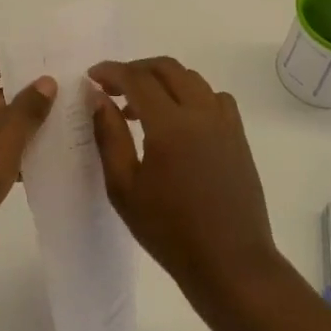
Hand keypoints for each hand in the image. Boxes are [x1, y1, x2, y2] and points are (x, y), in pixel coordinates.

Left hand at [0, 48, 55, 268]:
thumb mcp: (9, 131)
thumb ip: (31, 103)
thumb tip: (46, 81)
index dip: (14, 60)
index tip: (43, 68)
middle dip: (20, 95)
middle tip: (56, 100)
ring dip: (14, 126)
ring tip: (52, 130)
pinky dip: (1, 150)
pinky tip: (31, 164)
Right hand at [88, 57, 283, 302]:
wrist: (230, 262)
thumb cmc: (169, 231)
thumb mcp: (124, 188)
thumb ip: (109, 136)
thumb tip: (99, 98)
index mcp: (170, 125)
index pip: (137, 78)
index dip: (112, 71)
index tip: (92, 76)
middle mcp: (201, 112)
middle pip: (167, 68)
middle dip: (136, 69)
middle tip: (113, 87)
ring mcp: (225, 122)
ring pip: (192, 79)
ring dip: (163, 81)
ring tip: (141, 108)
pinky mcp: (238, 135)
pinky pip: (214, 97)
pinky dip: (191, 95)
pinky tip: (179, 122)